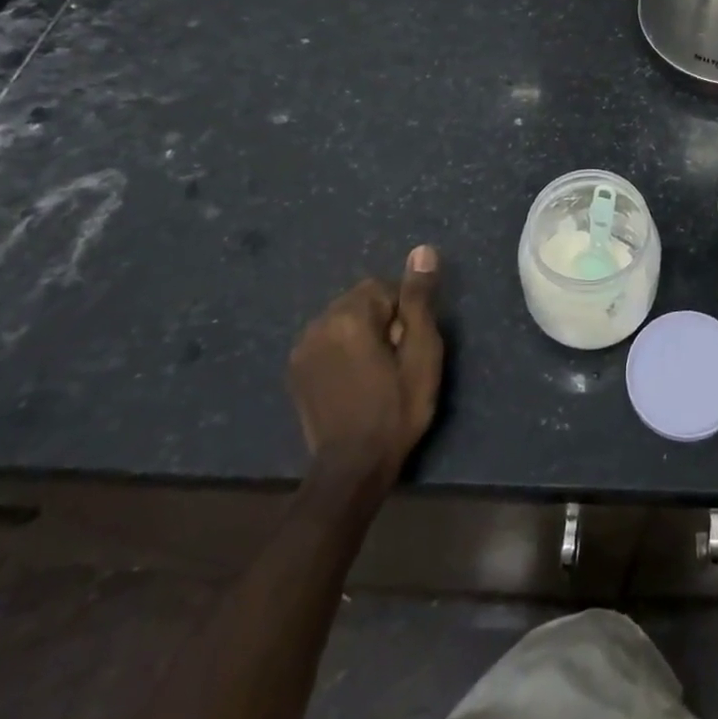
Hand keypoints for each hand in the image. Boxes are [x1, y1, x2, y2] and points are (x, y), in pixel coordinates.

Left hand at [287, 245, 443, 476]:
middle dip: (382, 320)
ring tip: (375, 372)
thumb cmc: (397, 408)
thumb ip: (418, 299)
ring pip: (343, 320)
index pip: (385, 287)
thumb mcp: (422, 352)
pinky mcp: (296, 370)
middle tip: (396, 361)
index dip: (404, 313)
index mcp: (349, 316)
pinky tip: (353, 380)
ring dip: (361, 334)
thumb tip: (422, 250)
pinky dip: (342, 350)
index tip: (408, 348)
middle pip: (361, 301)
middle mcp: (318, 324)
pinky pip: (326, 341)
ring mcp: (302, 349)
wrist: (352, 468)